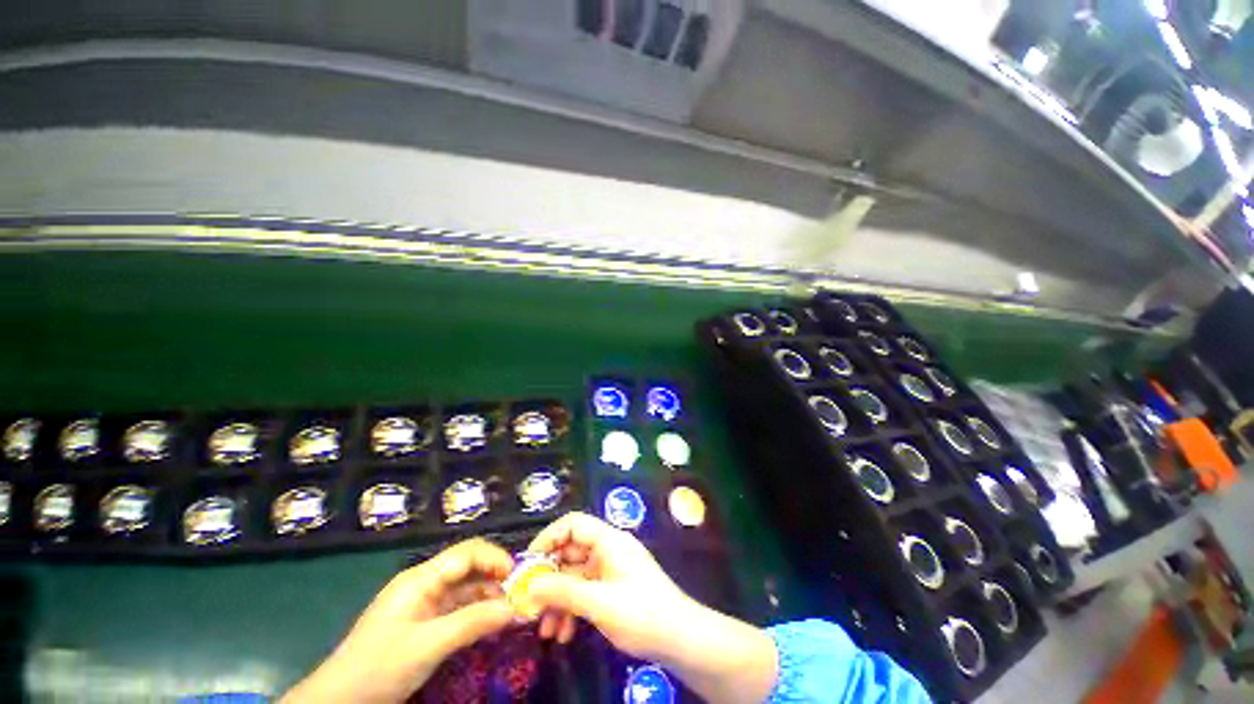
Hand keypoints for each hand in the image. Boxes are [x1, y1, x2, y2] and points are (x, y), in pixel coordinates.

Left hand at [282, 539, 514, 703]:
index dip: (495, 558)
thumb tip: (515, 608)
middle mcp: (425, 584)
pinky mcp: (423, 623)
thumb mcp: (429, 646)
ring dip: (489, 595)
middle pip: (468, 568)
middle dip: (496, 576)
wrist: (339, 701)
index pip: (466, 553)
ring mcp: (423, 604)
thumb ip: (473, 622)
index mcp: (421, 578)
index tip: (518, 575)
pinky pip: (457, 609)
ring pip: (465, 589)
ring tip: (512, 609)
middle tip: (521, 593)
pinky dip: (476, 612)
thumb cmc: (380, 667)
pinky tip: (491, 622)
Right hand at [524, 511, 693, 657]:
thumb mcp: (599, 603)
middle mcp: (608, 550)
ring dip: (558, 601)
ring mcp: (611, 570)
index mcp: (609, 540)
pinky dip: (572, 610)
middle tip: (529, 604)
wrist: (680, 639)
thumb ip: (564, 592)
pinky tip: (564, 634)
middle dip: (549, 579)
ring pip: (575, 577)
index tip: (527, 563)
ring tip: (545, 630)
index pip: (573, 524)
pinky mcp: (613, 589)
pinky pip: (585, 592)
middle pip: (570, 553)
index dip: (549, 538)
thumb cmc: (641, 613)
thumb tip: (530, 584)